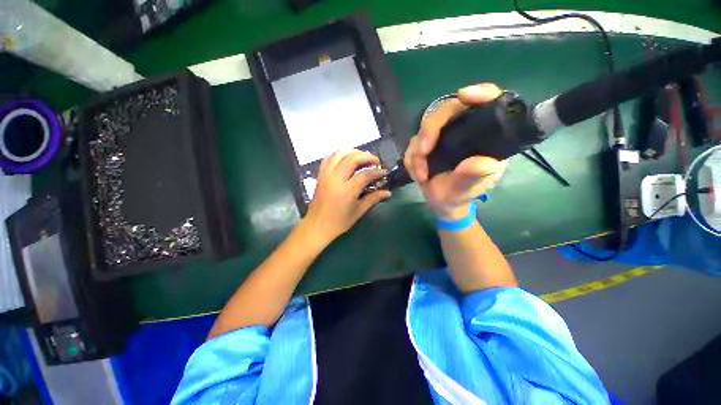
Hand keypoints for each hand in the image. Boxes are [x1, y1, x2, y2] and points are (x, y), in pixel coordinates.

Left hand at [301, 149, 390, 244]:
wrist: (316, 226)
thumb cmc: (339, 222)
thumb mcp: (358, 212)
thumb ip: (373, 199)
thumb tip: (388, 192)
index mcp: (346, 190)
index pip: (365, 174)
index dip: (377, 171)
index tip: (384, 172)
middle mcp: (335, 179)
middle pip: (352, 158)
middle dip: (367, 157)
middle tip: (376, 161)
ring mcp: (326, 175)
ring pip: (339, 154)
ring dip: (353, 151)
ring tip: (363, 157)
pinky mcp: (320, 174)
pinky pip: (329, 157)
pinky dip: (339, 154)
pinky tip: (347, 157)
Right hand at [404, 83, 507, 219]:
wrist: (442, 203)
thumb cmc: (461, 194)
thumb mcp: (469, 189)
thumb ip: (474, 177)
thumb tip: (480, 163)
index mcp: (483, 137)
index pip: (487, 105)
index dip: (480, 94)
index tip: (464, 96)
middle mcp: (462, 130)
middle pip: (447, 111)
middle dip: (431, 130)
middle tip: (424, 152)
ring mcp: (441, 137)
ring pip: (423, 129)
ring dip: (417, 153)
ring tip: (421, 175)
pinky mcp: (425, 144)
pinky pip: (412, 145)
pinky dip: (411, 160)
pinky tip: (418, 175)